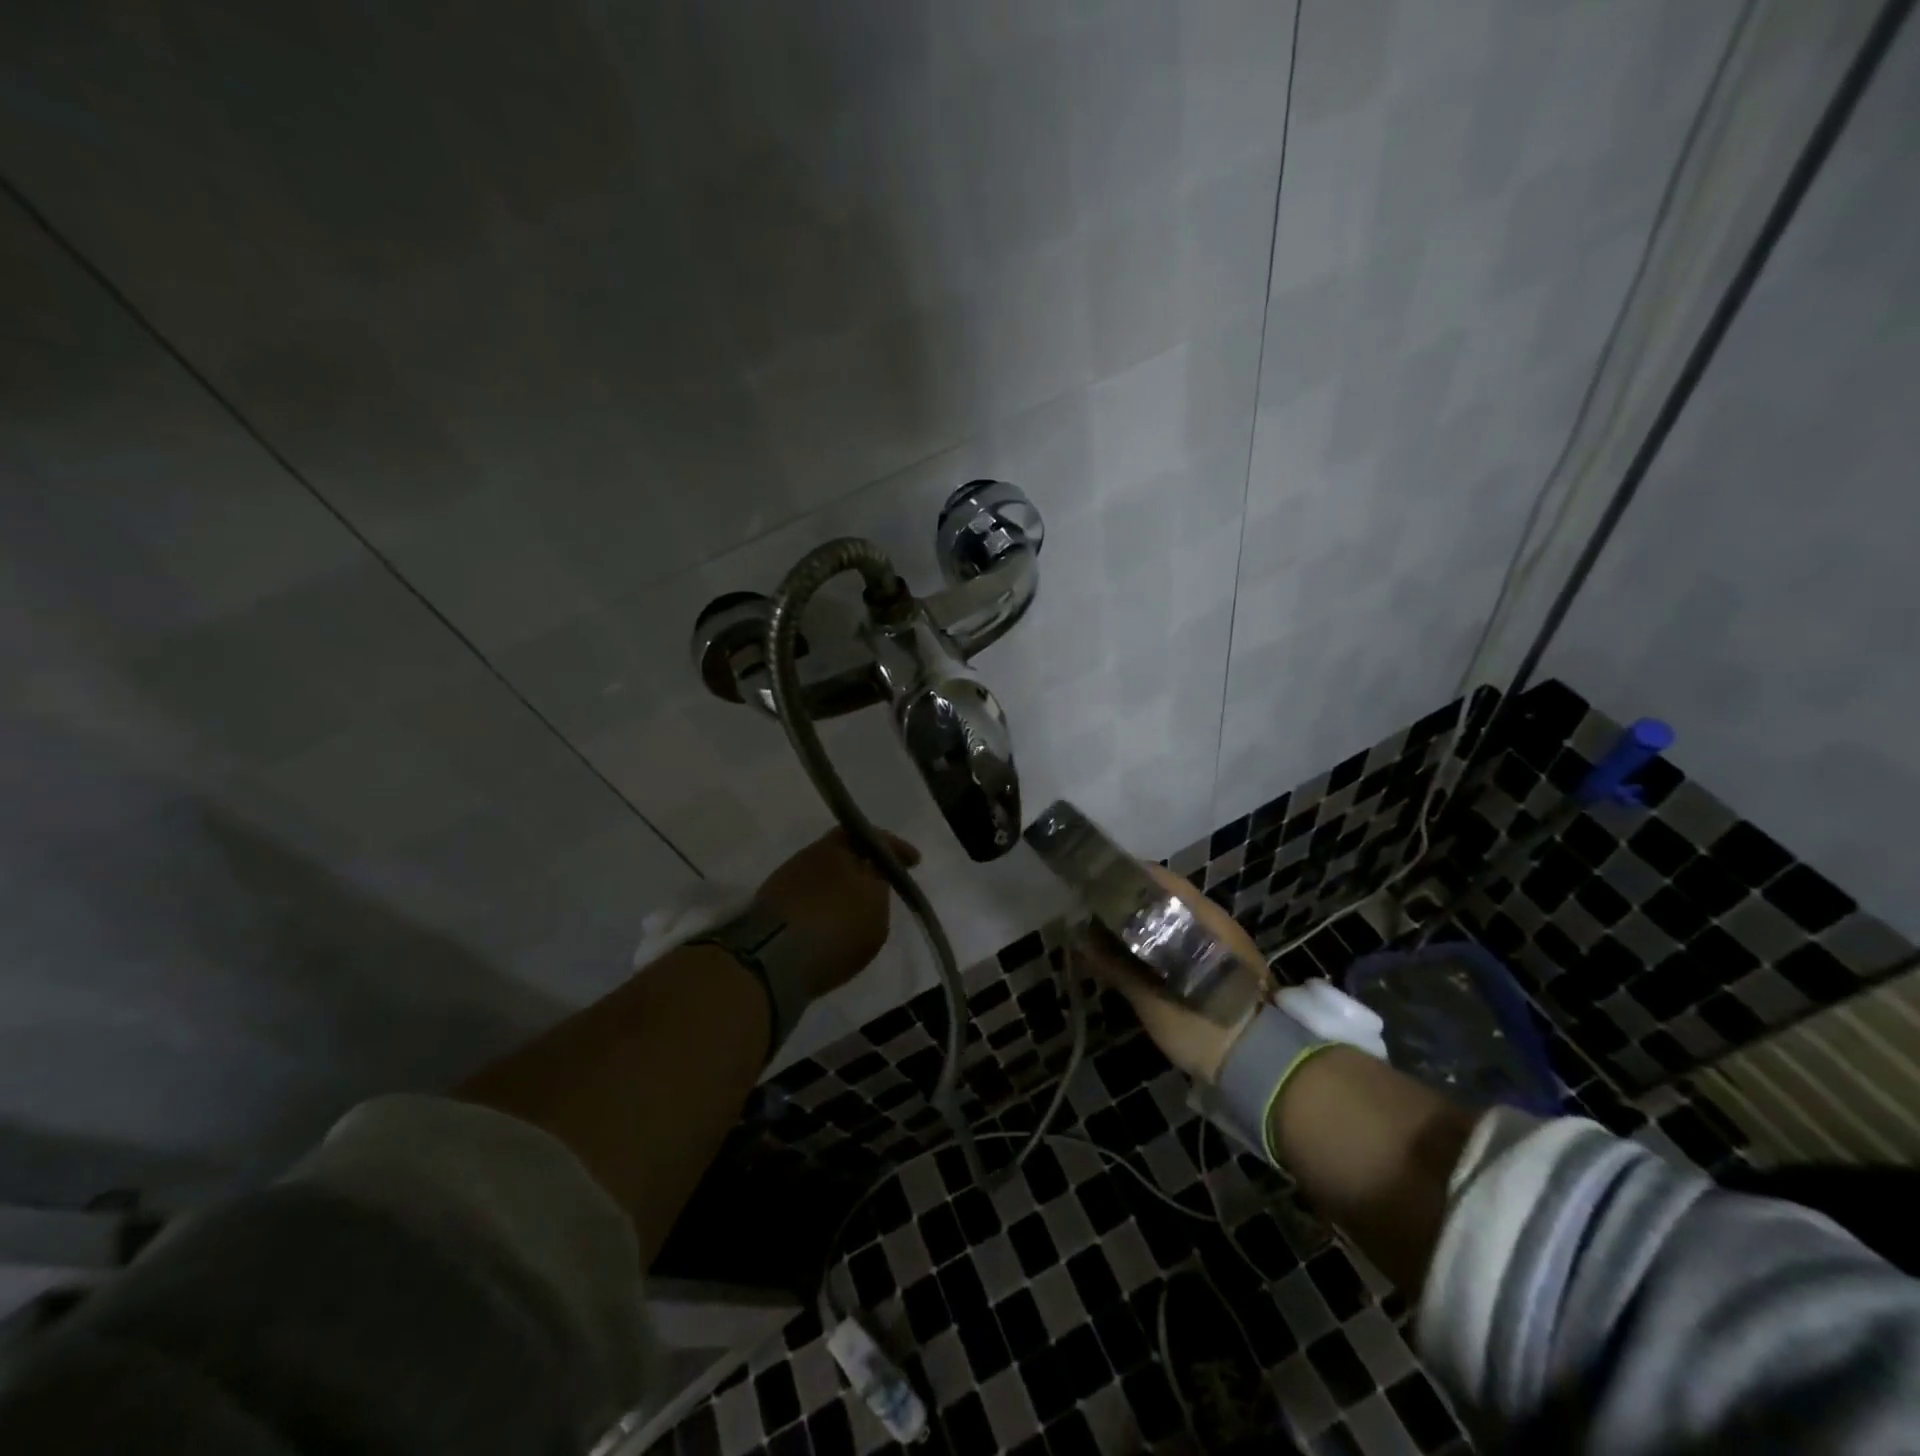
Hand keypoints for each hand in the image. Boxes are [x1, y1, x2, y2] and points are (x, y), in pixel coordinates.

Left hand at [752, 827, 920, 1003]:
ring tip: (857, 905)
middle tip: (881, 881)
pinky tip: (830, 920)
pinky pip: (807, 895)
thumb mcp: (875, 912)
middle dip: (865, 864)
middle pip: (844, 851)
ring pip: (824, 872)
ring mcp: (787, 877)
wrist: (772, 959)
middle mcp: (812, 854)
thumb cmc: (835, 930)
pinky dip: (823, 902)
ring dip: (841, 883)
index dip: (896, 849)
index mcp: (840, 848)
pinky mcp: (770, 903)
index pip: (875, 837)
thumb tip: (874, 878)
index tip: (914, 861)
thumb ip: (879, 890)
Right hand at [1080, 862, 1271, 1083]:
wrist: (1264, 1067)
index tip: (1096, 886)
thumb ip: (1117, 967)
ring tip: (1114, 939)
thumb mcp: (1152, 1001)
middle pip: (1167, 899)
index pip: (1158, 879)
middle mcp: (1217, 921)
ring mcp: (1227, 943)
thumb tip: (1082, 940)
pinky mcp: (1227, 967)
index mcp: (1202, 917)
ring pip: (1178, 921)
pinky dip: (1164, 945)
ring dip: (1148, 927)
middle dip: (1132, 905)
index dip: (1125, 878)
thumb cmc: (1204, 1026)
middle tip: (1097, 917)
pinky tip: (1142, 961)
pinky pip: (1189, 942)